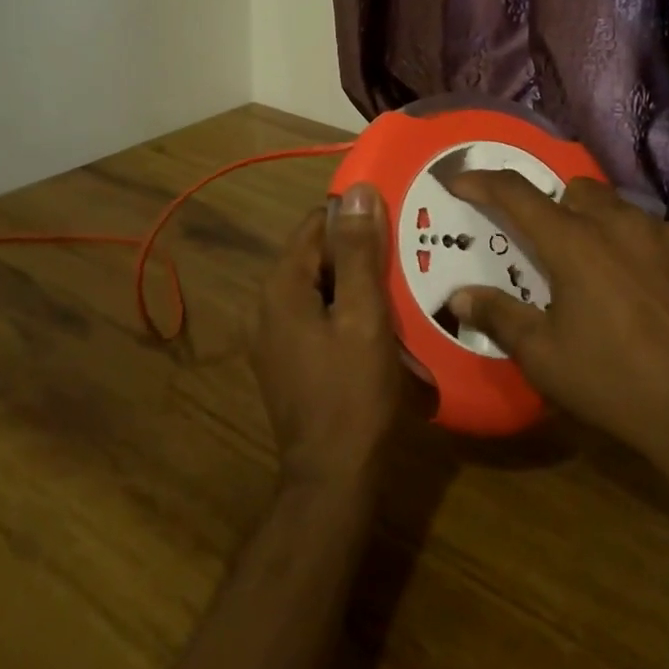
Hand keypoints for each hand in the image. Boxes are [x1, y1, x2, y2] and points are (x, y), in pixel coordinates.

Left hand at [250, 183, 402, 488]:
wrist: (333, 478)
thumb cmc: (353, 393)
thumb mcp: (364, 315)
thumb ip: (358, 252)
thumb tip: (357, 190)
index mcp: (280, 286)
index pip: (315, 224)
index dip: (354, 221)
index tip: (394, 228)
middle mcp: (266, 304)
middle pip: (315, 255)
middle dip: (357, 254)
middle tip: (403, 262)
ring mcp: (271, 335)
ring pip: (318, 286)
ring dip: (354, 284)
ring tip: (397, 292)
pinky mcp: (284, 359)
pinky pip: (315, 315)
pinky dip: (343, 311)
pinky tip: (377, 326)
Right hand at [446, 171, 668, 474]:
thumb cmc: (619, 387)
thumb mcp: (546, 360)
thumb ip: (499, 318)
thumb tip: (460, 297)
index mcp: (575, 243)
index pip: (516, 193)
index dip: (483, 182)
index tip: (461, 181)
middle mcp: (624, 225)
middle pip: (578, 191)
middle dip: (557, 209)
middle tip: (555, 252)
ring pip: (626, 213)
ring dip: (607, 232)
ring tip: (611, 280)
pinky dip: (652, 256)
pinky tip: (660, 300)